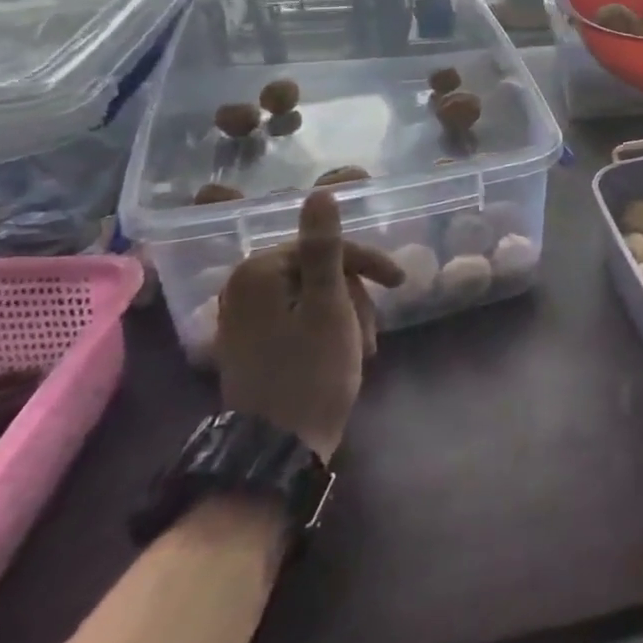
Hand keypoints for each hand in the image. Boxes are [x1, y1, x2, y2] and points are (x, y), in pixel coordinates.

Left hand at [217, 190, 403, 460]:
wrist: (277, 451)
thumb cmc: (311, 371)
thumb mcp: (329, 304)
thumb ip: (324, 246)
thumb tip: (320, 192)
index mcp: (258, 272)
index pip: (326, 246)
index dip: (367, 262)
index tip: (400, 282)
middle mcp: (242, 288)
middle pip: (319, 270)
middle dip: (354, 296)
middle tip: (372, 329)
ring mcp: (244, 319)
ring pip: (314, 296)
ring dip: (346, 315)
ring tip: (363, 347)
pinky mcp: (251, 345)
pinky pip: (298, 318)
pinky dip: (326, 329)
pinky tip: (343, 353)